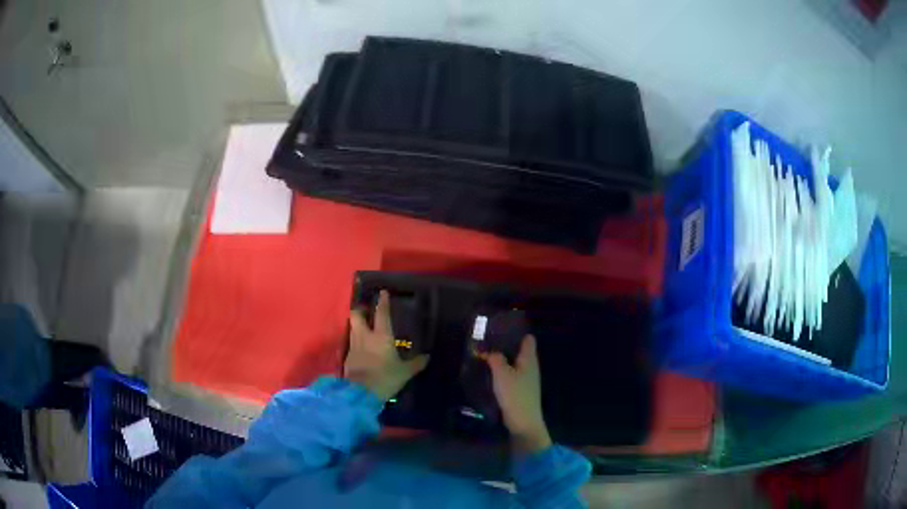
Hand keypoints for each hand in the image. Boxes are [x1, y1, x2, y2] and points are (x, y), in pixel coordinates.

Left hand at [345, 291, 429, 400]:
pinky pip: (352, 344)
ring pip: (352, 328)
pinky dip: (356, 342)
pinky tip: (362, 348)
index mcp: (381, 335)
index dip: (382, 302)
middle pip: (357, 315)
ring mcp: (354, 346)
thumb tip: (427, 357)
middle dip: (361, 310)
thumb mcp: (405, 372)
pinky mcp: (347, 357)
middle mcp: (365, 336)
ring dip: (357, 325)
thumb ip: (416, 363)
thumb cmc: (385, 378)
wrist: (361, 393)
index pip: (381, 313)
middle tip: (367, 311)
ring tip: (365, 328)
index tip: (383, 292)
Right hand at [485, 335, 551, 454]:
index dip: (516, 331)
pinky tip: (490, 373)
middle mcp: (531, 366)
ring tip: (485, 355)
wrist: (523, 421)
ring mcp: (527, 379)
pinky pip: (512, 374)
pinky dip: (503, 371)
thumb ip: (494, 358)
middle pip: (520, 350)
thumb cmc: (515, 394)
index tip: (500, 328)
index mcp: (529, 358)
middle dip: (505, 345)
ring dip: (502, 359)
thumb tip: (487, 350)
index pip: (527, 338)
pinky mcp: (521, 390)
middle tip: (487, 341)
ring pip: (515, 363)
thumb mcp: (501, 373)